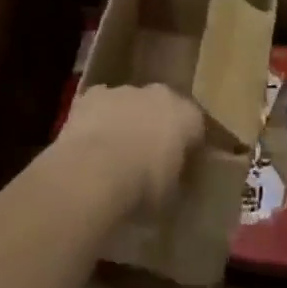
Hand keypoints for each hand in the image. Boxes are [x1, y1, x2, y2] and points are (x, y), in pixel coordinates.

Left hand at [55, 84, 204, 218]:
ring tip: (116, 154)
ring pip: (130, 103)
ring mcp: (123, 91)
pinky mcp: (92, 95)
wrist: (95, 171)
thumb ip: (179, 180)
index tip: (182, 168)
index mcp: (186, 115)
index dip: (189, 147)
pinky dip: (98, 119)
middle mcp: (158, 94)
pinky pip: (99, 105)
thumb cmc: (144, 187)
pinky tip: (90, 143)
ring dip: (127, 120)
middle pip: (162, 107)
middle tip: (149, 157)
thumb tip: (175, 181)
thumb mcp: (173, 196)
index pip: (196, 127)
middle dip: (157, 127)